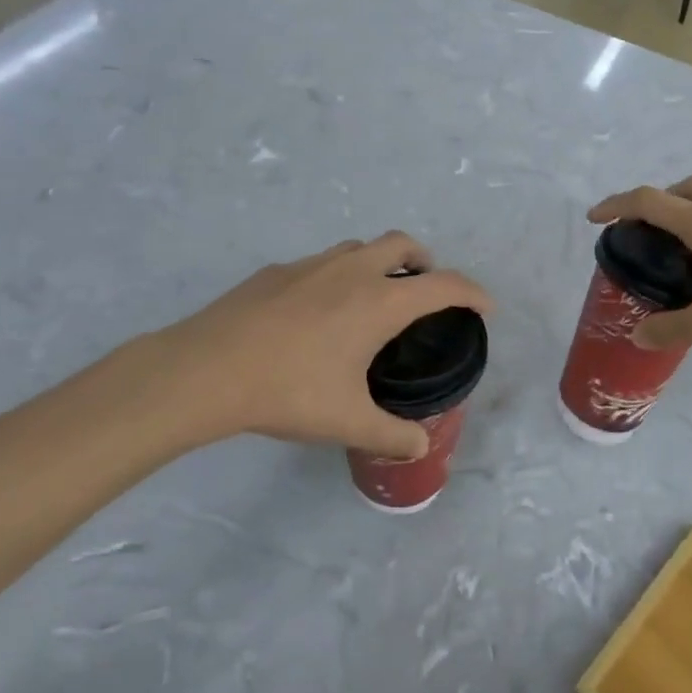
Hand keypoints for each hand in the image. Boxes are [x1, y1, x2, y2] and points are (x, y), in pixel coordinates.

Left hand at [117, 233, 493, 459]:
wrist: (206, 369)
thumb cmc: (289, 391)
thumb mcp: (347, 422)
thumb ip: (392, 435)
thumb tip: (420, 448)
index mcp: (380, 301)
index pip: (444, 284)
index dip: (473, 293)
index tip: (485, 307)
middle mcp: (353, 272)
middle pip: (404, 244)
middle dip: (425, 261)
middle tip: (424, 291)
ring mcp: (312, 265)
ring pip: (359, 248)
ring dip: (378, 262)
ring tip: (372, 299)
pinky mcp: (276, 271)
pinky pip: (321, 263)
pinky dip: (336, 276)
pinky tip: (315, 313)